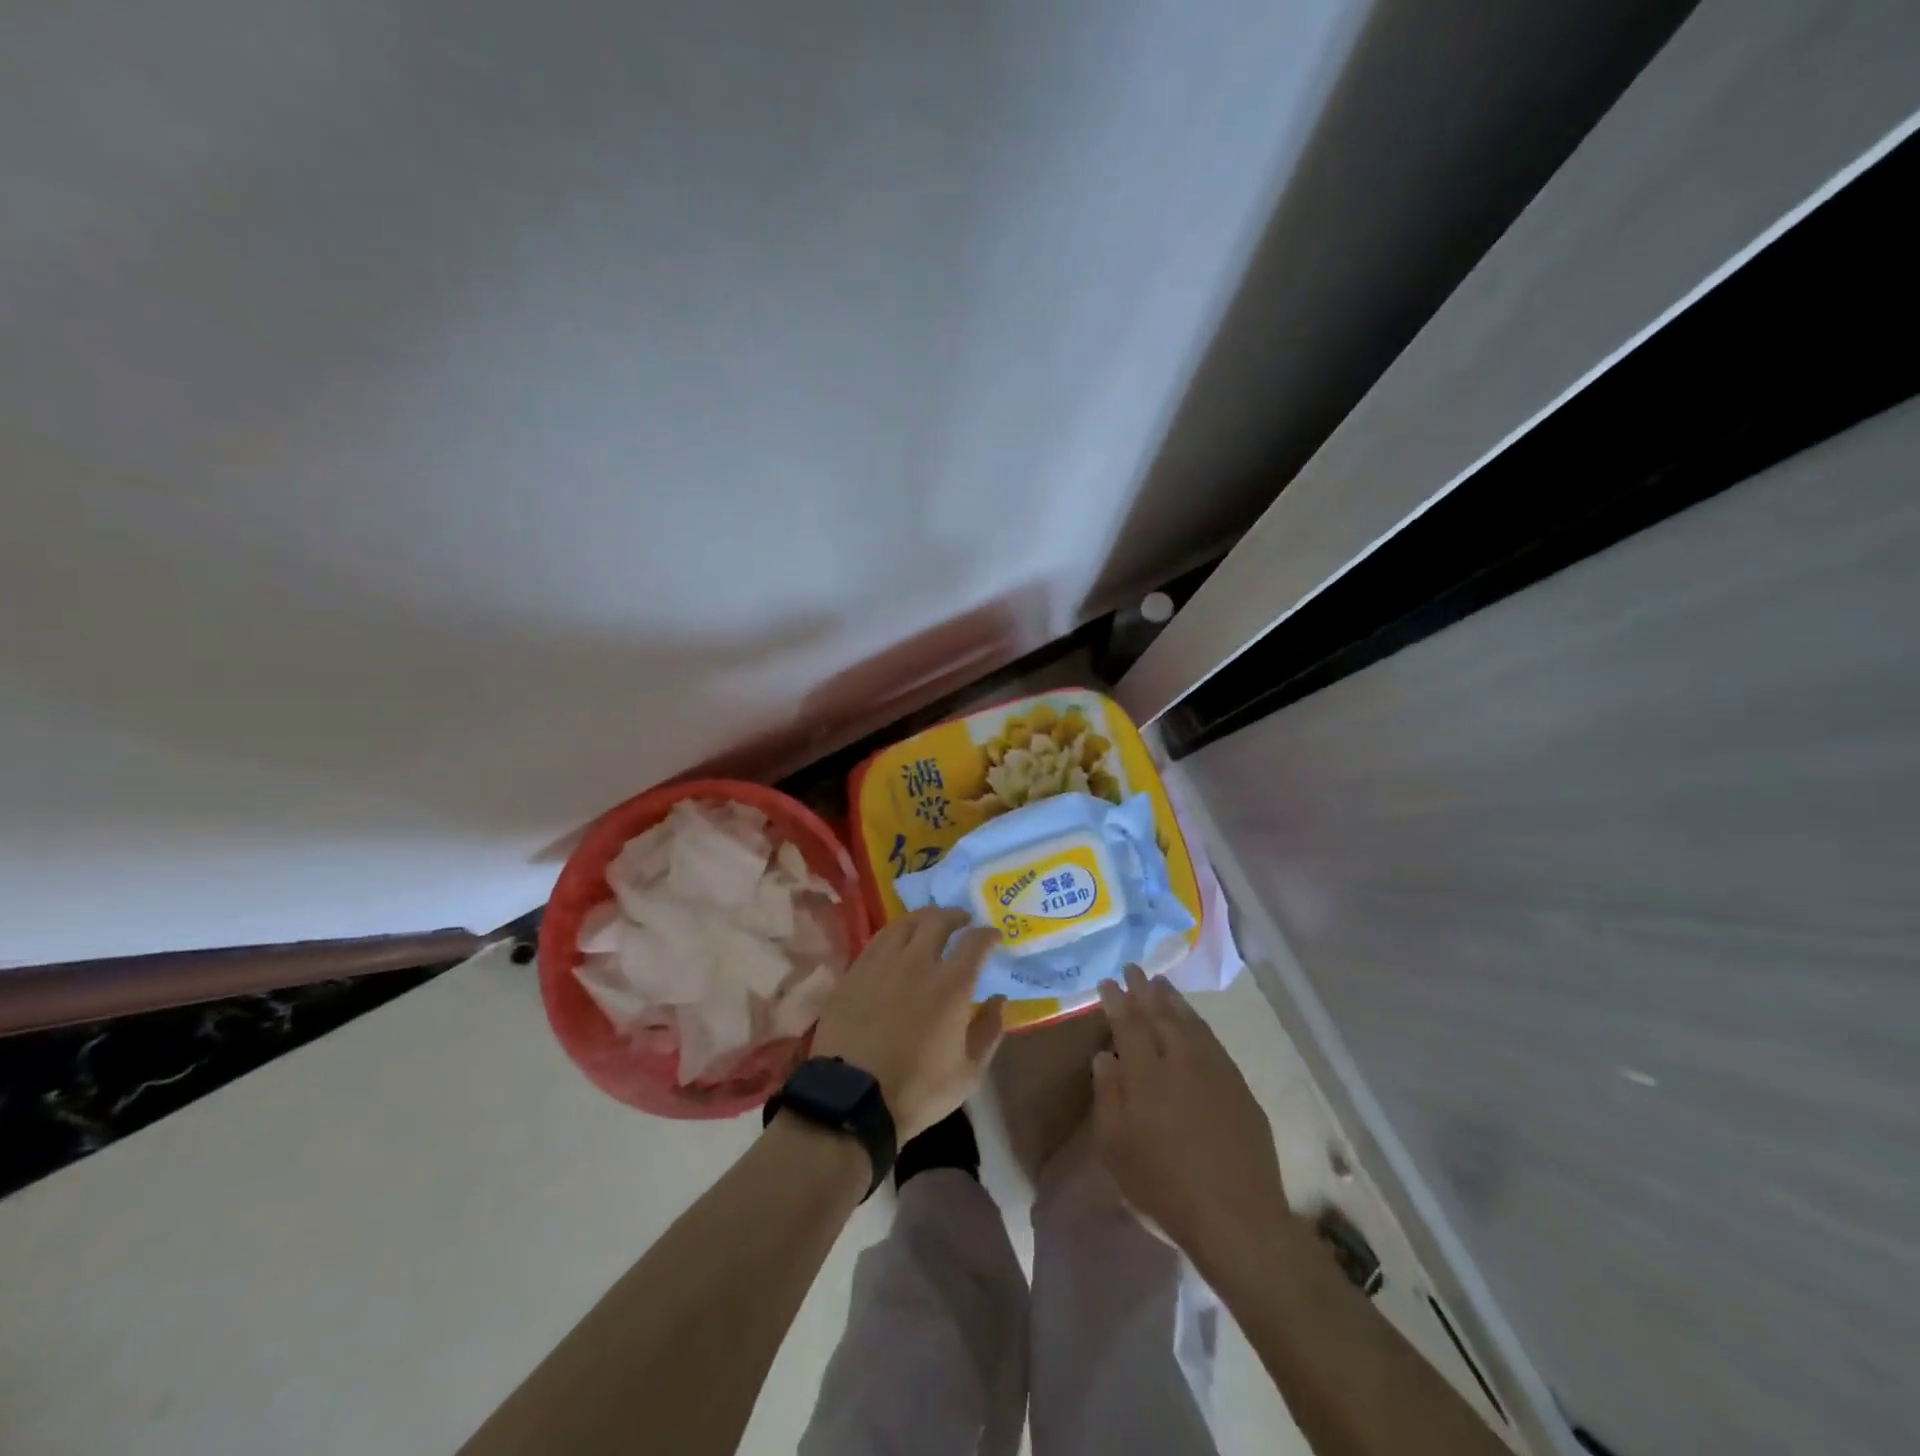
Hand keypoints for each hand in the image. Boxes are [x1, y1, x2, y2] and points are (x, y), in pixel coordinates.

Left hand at [811, 908, 1006, 1141]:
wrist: (852, 1097)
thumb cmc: (917, 1089)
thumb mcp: (968, 1072)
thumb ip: (989, 1031)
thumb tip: (999, 1000)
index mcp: (952, 983)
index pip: (976, 942)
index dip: (988, 934)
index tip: (994, 936)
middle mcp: (918, 961)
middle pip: (938, 920)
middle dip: (955, 916)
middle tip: (961, 922)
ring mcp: (882, 962)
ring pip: (905, 923)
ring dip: (923, 919)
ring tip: (929, 925)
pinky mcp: (855, 971)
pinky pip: (878, 940)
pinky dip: (895, 935)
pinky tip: (896, 944)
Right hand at [1093, 966, 1289, 1269]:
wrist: (1236, 1217)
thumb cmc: (1164, 1186)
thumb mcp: (1116, 1148)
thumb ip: (1108, 1096)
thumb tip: (1104, 1056)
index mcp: (1146, 1073)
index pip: (1128, 1023)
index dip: (1117, 1000)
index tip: (1107, 981)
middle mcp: (1181, 1060)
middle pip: (1160, 1013)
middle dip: (1144, 989)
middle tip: (1133, 968)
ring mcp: (1214, 1070)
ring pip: (1189, 1022)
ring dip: (1173, 1000)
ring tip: (1160, 984)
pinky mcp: (1238, 1085)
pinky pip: (1212, 1040)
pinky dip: (1197, 1022)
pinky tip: (1192, 1021)